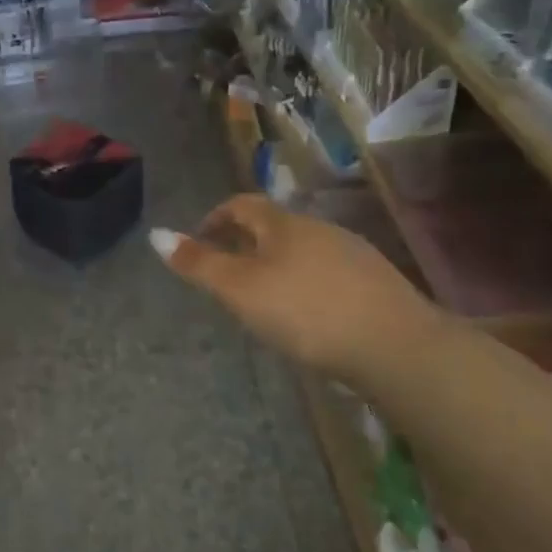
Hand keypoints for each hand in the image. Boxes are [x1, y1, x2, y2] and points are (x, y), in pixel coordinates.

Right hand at [150, 194, 441, 384]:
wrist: (396, 346)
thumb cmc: (305, 311)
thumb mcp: (240, 289)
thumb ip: (199, 263)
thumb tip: (156, 234)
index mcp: (283, 224)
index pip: (242, 204)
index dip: (216, 218)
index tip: (199, 241)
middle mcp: (319, 229)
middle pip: (273, 226)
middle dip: (245, 243)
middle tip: (226, 274)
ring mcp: (353, 254)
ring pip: (302, 250)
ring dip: (277, 264)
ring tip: (263, 297)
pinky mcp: (376, 283)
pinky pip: (327, 272)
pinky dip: (306, 283)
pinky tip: (308, 313)